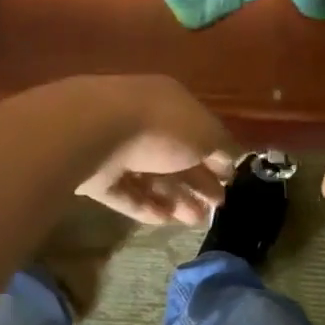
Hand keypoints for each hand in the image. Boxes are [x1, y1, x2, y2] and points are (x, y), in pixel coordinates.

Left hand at [70, 76, 236, 224]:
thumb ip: (222, 148)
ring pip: (151, 176)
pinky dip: (145, 206)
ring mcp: (116, 147)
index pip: (198, 130)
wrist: (94, 132)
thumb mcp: (206, 134)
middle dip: (197, 182)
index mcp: (170, 102)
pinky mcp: (95, 174)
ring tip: (195, 221)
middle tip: (216, 208)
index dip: (216, 156)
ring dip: (176, 198)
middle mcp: (143, 120)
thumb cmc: (161, 126)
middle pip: (175, 156)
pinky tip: (164, 221)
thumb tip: (230, 160)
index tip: (229, 182)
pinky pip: (125, 191)